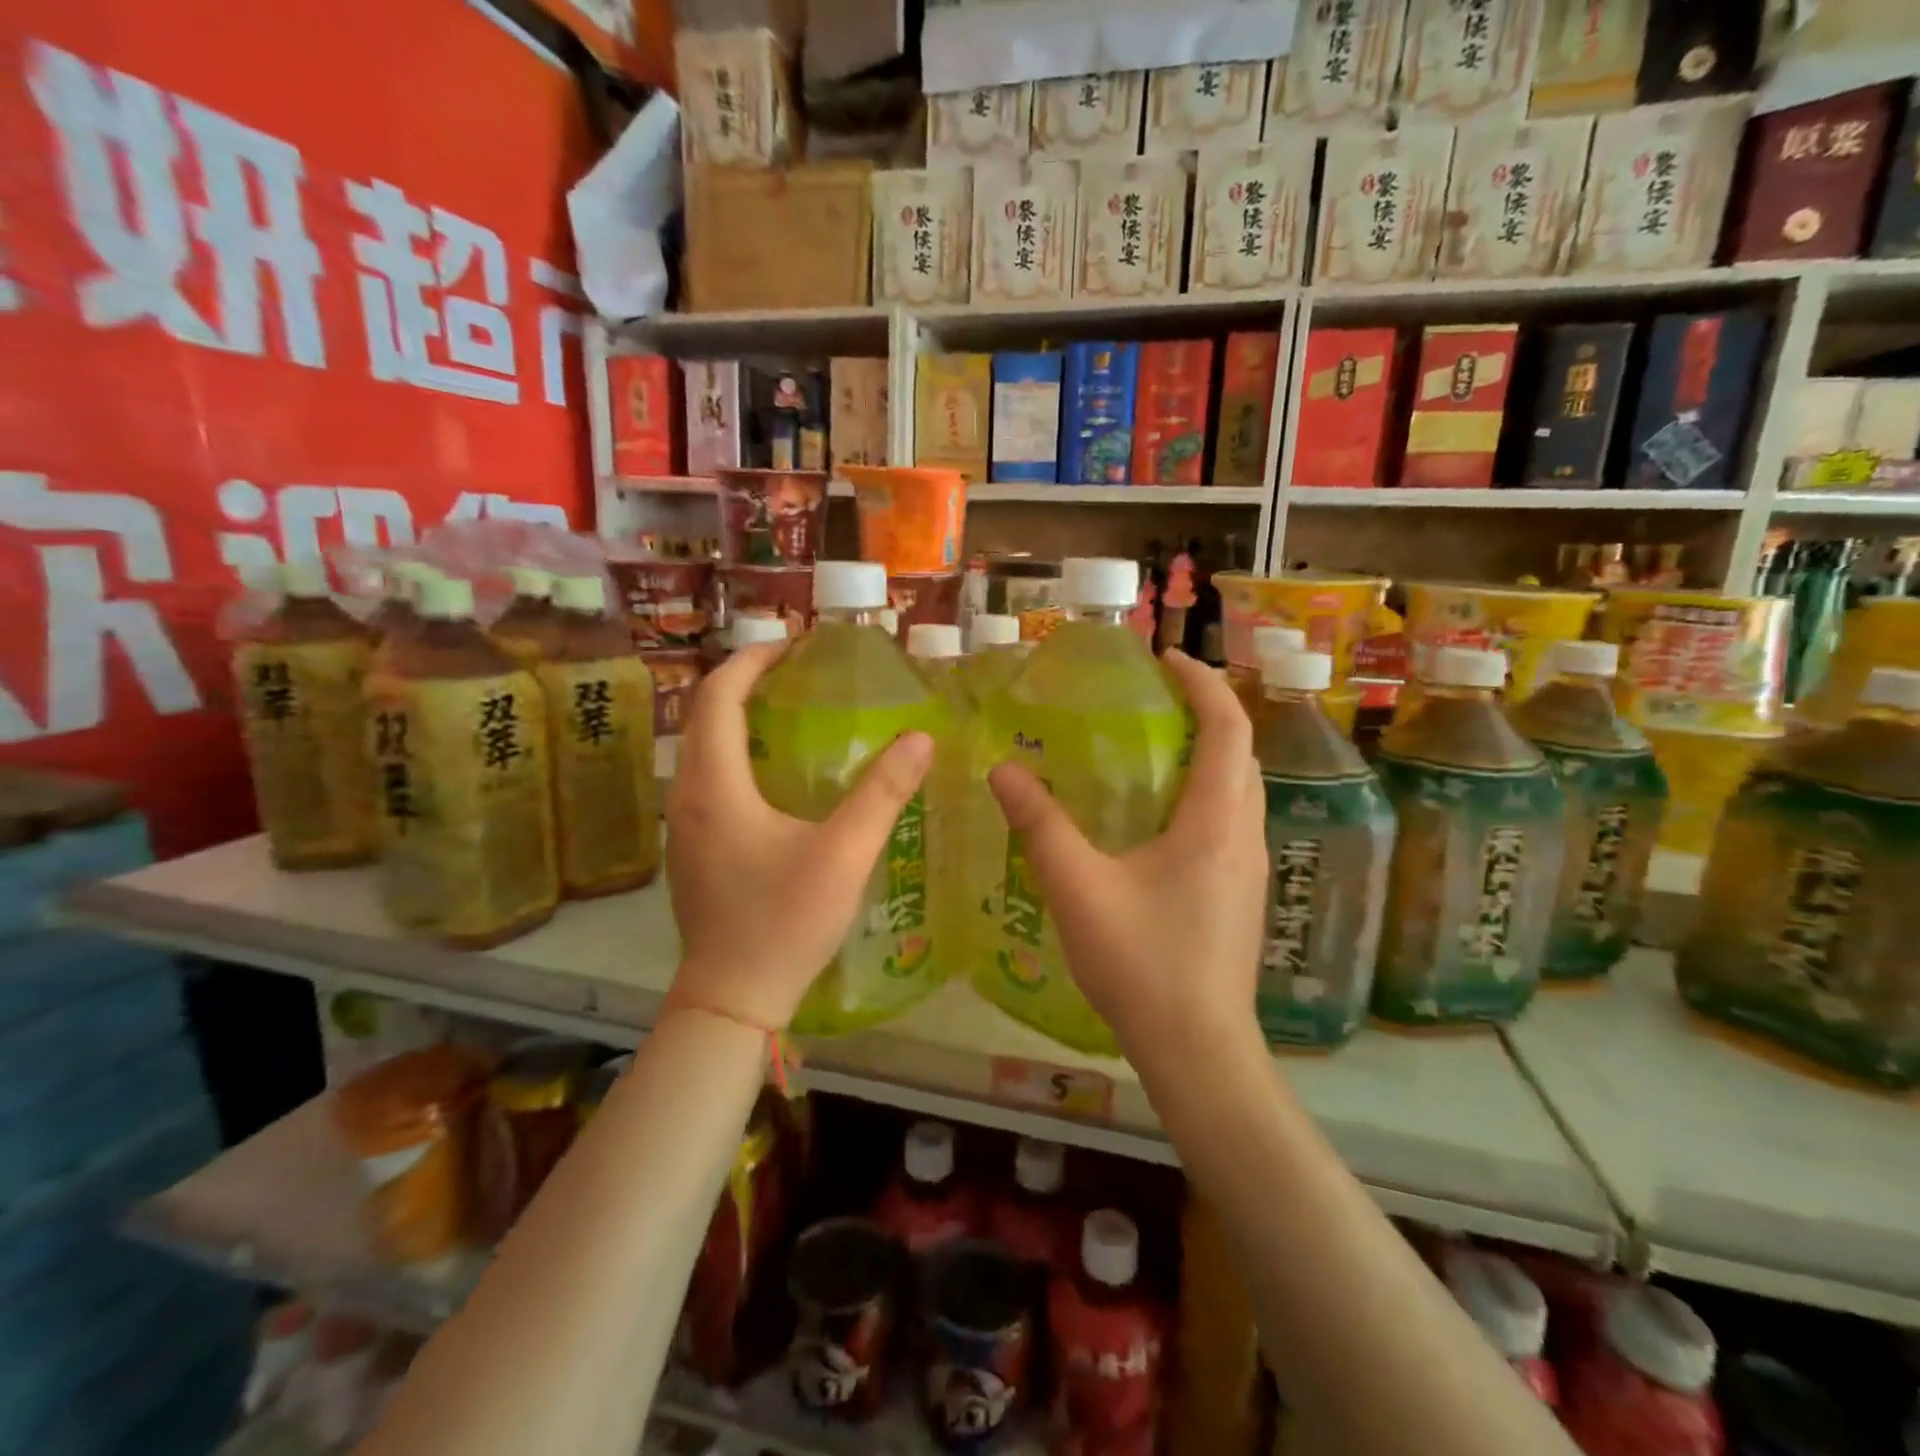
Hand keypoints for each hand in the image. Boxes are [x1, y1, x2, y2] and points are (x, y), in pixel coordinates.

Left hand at [664, 643, 933, 1030]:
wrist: (731, 999)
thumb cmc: (783, 923)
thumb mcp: (843, 855)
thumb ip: (883, 794)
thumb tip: (920, 738)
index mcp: (714, 786)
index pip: (717, 696)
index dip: (751, 660)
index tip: (792, 646)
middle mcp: (686, 795)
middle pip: (705, 717)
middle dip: (746, 683)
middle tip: (799, 674)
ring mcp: (682, 825)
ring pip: (703, 749)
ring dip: (739, 719)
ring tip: (792, 713)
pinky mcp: (691, 849)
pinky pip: (707, 779)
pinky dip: (736, 754)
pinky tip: (778, 776)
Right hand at [987, 650, 1267, 1061]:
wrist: (1198, 1050)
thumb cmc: (1142, 964)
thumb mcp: (1079, 889)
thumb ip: (1040, 826)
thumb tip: (1002, 770)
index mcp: (1215, 822)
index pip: (1228, 727)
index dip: (1203, 683)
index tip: (1166, 658)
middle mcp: (1245, 835)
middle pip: (1241, 753)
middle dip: (1207, 711)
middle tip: (1154, 698)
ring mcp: (1250, 868)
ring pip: (1240, 788)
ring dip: (1208, 753)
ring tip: (1153, 745)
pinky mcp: (1241, 894)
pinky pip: (1231, 820)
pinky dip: (1203, 792)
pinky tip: (1157, 816)